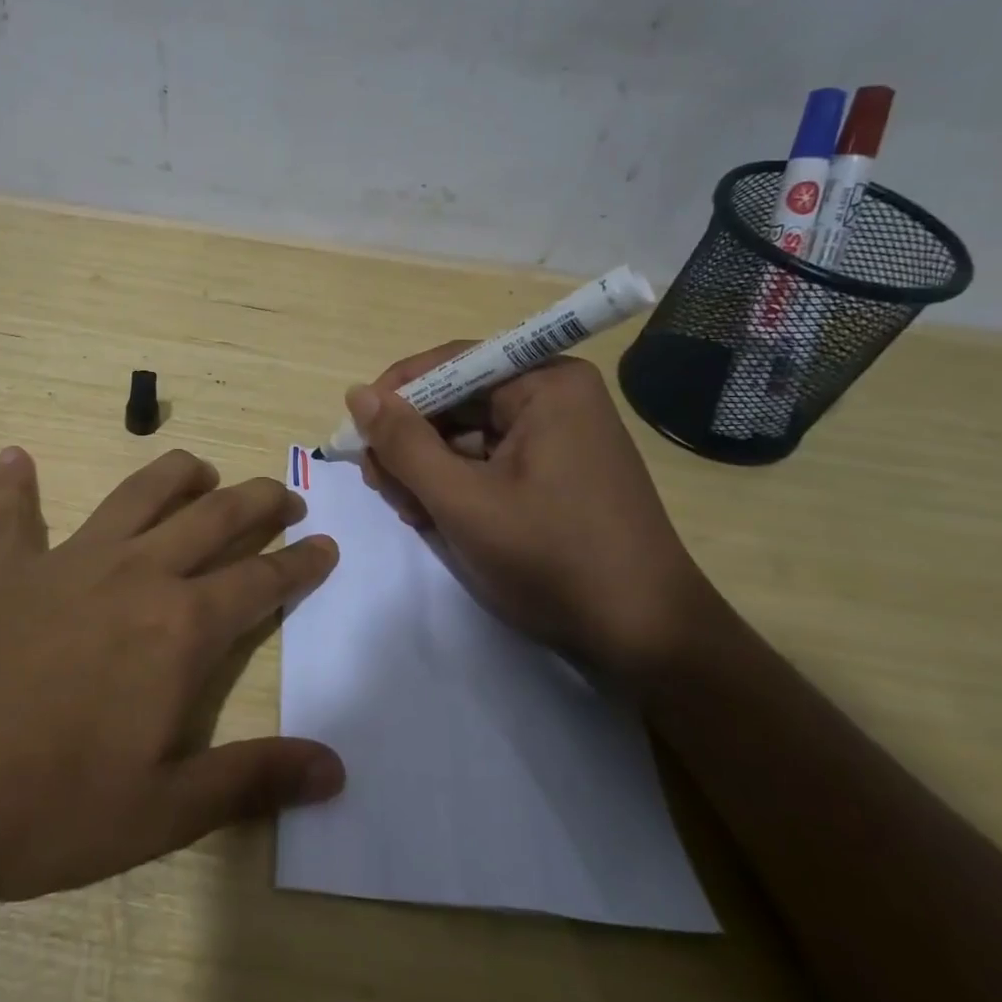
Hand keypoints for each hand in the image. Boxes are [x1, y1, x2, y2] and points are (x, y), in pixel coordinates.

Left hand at [0, 446, 342, 926]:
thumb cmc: (41, 807)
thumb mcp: (160, 813)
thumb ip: (252, 781)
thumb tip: (336, 769)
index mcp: (178, 628)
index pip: (260, 581)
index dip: (300, 563)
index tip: (326, 545)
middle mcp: (132, 576)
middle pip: (211, 518)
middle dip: (256, 501)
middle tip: (284, 495)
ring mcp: (63, 564)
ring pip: (135, 495)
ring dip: (175, 475)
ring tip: (200, 469)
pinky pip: (13, 516)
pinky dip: (16, 486)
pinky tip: (15, 456)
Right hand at [347, 348, 709, 683]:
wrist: (644, 637)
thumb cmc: (552, 559)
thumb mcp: (463, 501)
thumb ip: (404, 444)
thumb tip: (356, 393)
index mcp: (545, 384)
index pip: (449, 364)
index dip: (395, 395)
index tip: (356, 436)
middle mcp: (554, 396)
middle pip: (455, 400)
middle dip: (411, 443)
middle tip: (382, 488)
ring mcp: (558, 434)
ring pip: (465, 434)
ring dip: (428, 469)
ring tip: (412, 513)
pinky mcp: (555, 469)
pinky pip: (488, 460)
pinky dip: (456, 485)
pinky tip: (438, 519)